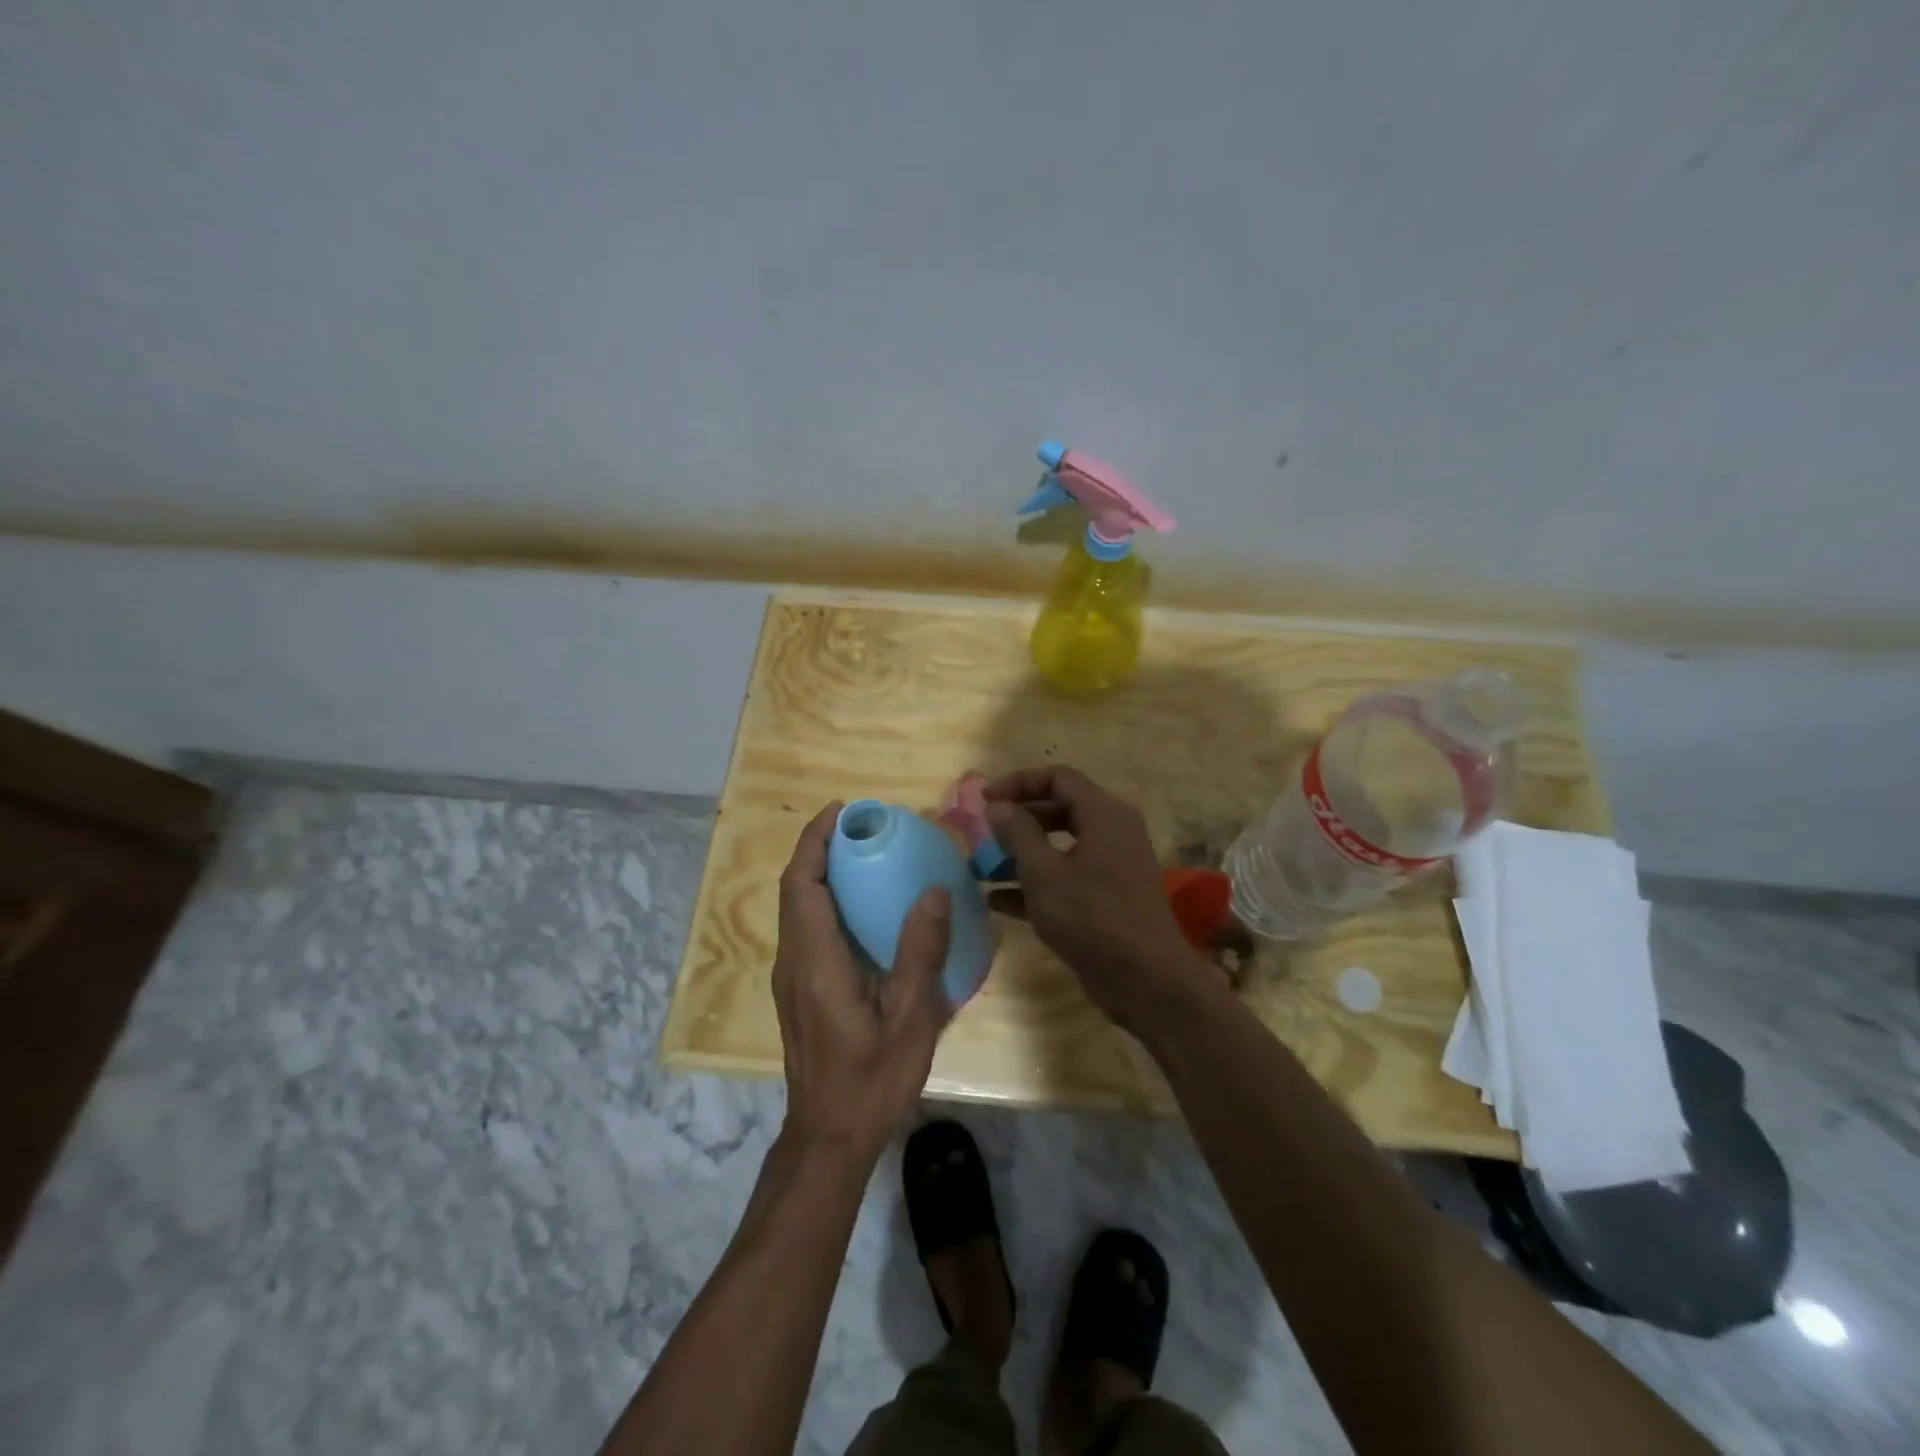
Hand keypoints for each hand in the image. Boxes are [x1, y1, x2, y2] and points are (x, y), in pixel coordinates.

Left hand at [772, 802, 954, 1164]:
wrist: (829, 1137)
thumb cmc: (871, 1079)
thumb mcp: (910, 1017)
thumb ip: (920, 951)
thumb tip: (934, 890)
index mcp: (815, 960)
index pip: (802, 883)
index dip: (816, 840)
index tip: (843, 810)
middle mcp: (793, 960)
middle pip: (795, 888)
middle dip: (820, 848)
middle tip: (864, 827)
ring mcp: (792, 977)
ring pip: (797, 908)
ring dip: (822, 873)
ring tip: (866, 856)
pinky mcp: (799, 990)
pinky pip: (806, 928)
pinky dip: (826, 900)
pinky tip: (865, 909)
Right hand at [983, 767, 1207, 1032]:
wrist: (1147, 981)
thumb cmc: (1092, 917)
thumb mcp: (1044, 873)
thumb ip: (1018, 834)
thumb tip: (998, 805)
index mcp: (1105, 814)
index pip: (1058, 778)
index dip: (1019, 783)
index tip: (985, 800)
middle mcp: (1113, 832)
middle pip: (1059, 810)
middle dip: (1019, 820)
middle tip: (984, 833)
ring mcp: (1112, 867)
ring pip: (1061, 847)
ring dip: (1022, 854)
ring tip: (983, 868)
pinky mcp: (1107, 899)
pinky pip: (1067, 878)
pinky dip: (1036, 883)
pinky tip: (997, 901)